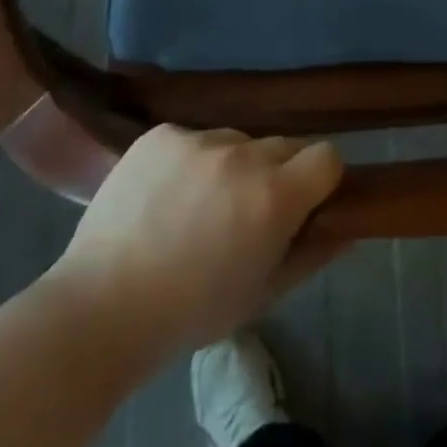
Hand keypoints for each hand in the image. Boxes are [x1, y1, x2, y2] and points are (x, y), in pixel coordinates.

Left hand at [46, 126, 344, 351]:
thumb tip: (348, 227)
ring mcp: (198, 138)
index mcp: (274, 195)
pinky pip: (193, 136)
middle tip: (246, 212)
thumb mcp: (263, 294)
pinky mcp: (161, 133)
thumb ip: (313, 254)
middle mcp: (243, 154)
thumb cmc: (190, 313)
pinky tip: (164, 194)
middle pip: (283, 145)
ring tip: (198, 205)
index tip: (304, 204)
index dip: (320, 180)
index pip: (327, 156)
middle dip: (276, 173)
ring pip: (237, 139)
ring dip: (232, 164)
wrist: (98, 310)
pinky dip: (189, 159)